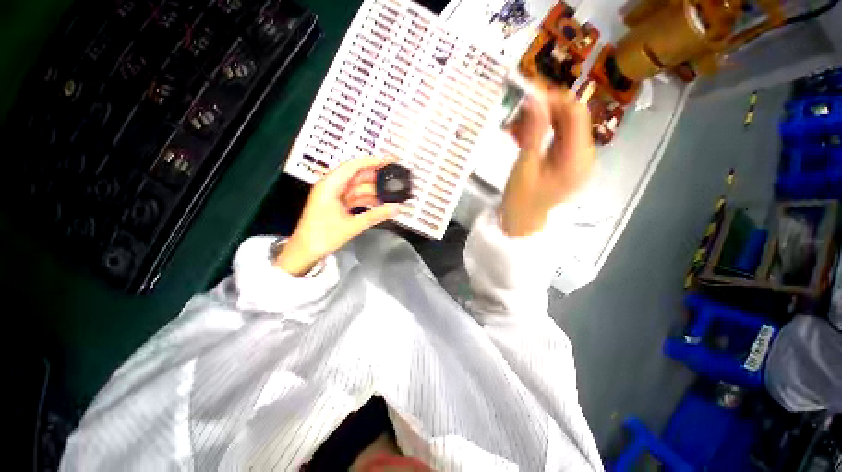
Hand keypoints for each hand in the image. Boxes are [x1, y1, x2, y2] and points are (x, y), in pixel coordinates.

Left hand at [275, 157, 400, 275]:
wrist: (304, 252)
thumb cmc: (323, 236)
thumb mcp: (352, 225)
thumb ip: (376, 215)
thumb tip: (397, 208)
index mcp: (330, 185)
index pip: (354, 166)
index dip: (373, 161)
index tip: (390, 161)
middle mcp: (332, 186)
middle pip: (357, 176)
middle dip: (376, 178)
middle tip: (395, 179)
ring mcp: (334, 195)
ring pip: (358, 188)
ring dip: (373, 191)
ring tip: (392, 193)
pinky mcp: (337, 204)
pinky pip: (355, 197)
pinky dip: (367, 200)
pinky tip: (380, 203)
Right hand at [501, 87, 594, 235]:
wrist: (522, 222)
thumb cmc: (521, 201)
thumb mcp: (524, 167)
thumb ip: (533, 132)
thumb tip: (534, 98)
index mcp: (576, 159)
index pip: (575, 113)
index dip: (554, 98)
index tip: (527, 95)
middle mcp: (584, 154)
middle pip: (571, 117)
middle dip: (544, 109)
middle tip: (515, 113)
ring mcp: (577, 157)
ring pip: (563, 125)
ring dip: (540, 120)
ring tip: (514, 127)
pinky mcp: (567, 160)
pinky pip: (557, 136)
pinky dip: (540, 131)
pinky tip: (521, 135)